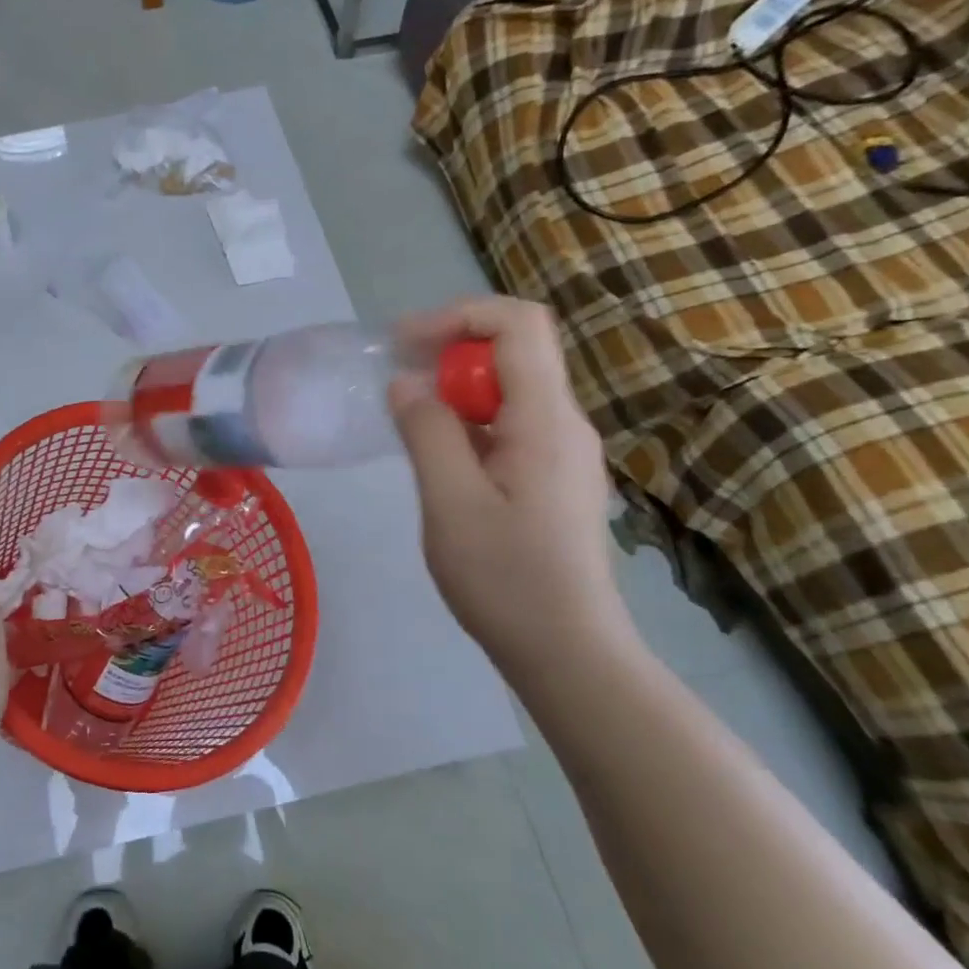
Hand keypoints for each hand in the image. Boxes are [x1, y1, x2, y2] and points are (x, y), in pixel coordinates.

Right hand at [388, 298, 628, 664]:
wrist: (568, 652)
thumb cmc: (506, 579)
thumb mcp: (450, 503)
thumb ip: (427, 432)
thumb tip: (406, 383)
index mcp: (546, 420)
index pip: (518, 324)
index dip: (459, 316)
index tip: (404, 345)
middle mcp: (564, 423)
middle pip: (515, 350)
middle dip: (451, 353)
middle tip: (400, 387)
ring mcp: (563, 451)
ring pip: (510, 388)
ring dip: (457, 390)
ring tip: (412, 424)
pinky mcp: (554, 477)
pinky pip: (511, 423)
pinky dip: (470, 421)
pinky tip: (441, 459)